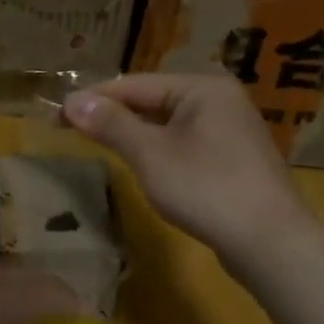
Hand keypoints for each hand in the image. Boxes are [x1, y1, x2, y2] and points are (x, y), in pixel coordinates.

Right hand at [63, 73, 323, 274]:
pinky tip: (140, 162)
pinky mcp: (232, 157)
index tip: (55, 117)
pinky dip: (155, 147)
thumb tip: (72, 101)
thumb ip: (111, 125)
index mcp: (202, 87)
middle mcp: (219, 99)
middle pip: (151, 99)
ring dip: (131, 131)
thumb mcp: (150, 155)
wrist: (268, 240)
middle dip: (111, 113)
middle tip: (70, 130)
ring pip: (167, 122)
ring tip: (96, 143)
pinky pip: (183, 141)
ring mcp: (229, 128)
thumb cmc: (206, 189)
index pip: (134, 84)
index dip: (92, 99)